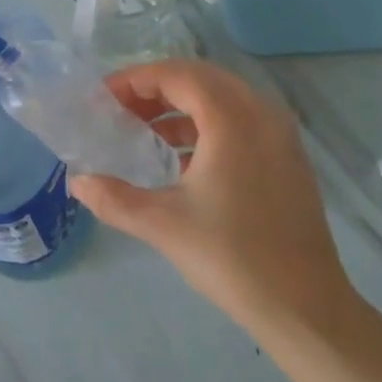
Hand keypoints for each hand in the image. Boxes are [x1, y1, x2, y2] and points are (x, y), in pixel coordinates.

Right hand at [68, 59, 363, 333]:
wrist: (304, 306)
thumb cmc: (231, 257)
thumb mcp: (163, 224)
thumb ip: (113, 198)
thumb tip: (76, 182)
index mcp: (232, 119)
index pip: (177, 75)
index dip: (135, 80)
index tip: (103, 98)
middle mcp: (261, 114)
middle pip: (200, 79)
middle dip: (155, 88)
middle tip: (119, 110)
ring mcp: (280, 135)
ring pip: (222, 98)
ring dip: (180, 107)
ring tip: (143, 132)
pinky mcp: (287, 157)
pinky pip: (240, 120)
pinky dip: (206, 125)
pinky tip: (180, 159)